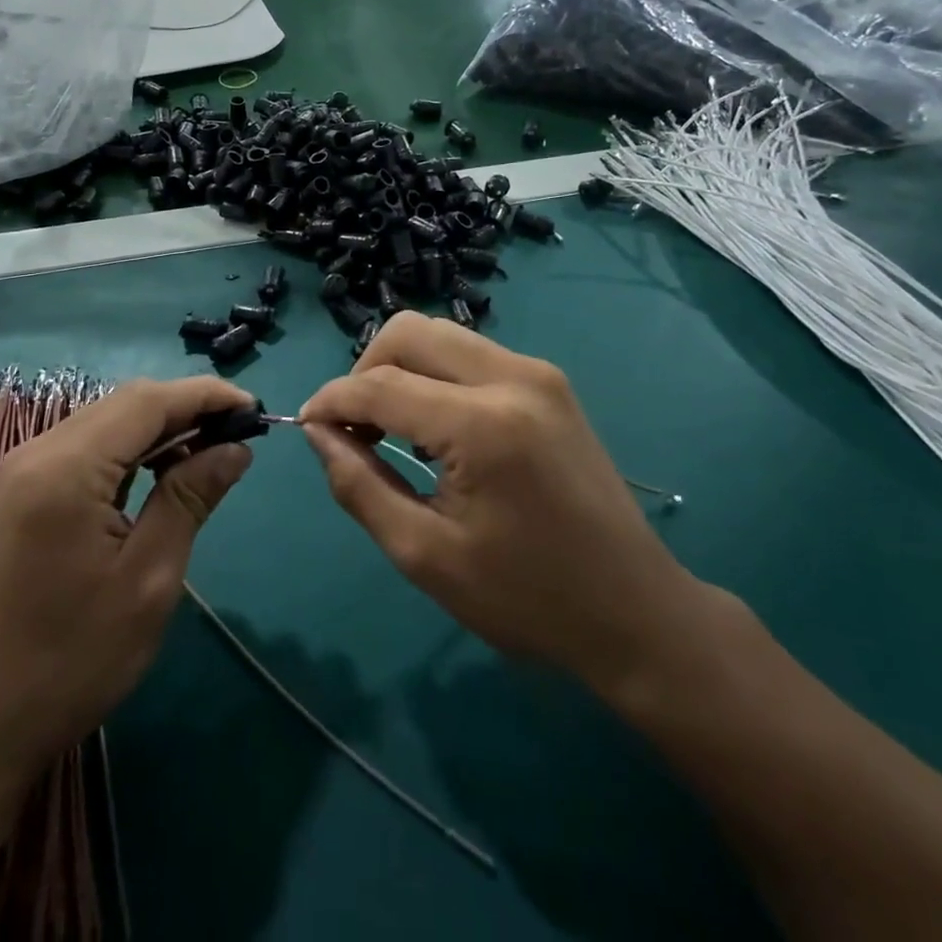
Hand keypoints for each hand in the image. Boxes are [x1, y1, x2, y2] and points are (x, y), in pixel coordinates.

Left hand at [0, 376, 255, 768]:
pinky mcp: (21, 493)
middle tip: (238, 435)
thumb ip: (190, 498)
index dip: (206, 395)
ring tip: (210, 455)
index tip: (255, 409)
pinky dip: (131, 451)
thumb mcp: (149, 579)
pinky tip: (161, 475)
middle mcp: (38, 452)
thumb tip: (236, 449)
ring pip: (107, 422)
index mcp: (66, 468)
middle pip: (125, 403)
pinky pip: (87, 449)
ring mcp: (23, 471)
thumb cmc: (70, 660)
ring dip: (160, 429)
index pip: (148, 401)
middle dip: (186, 409)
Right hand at [301, 314, 702, 703]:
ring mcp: (538, 372)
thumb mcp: (426, 556)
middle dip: (364, 370)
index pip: (380, 384)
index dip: (332, 402)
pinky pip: (471, 354)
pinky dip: (435, 374)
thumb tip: (317, 434)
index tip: (306, 427)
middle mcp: (512, 377)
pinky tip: (432, 424)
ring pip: (441, 334)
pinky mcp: (550, 382)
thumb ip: (360, 486)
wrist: (634, 609)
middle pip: (410, 332)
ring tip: (387, 427)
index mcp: (483, 424)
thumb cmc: (527, 598)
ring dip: (400, 368)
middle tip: (352, 428)